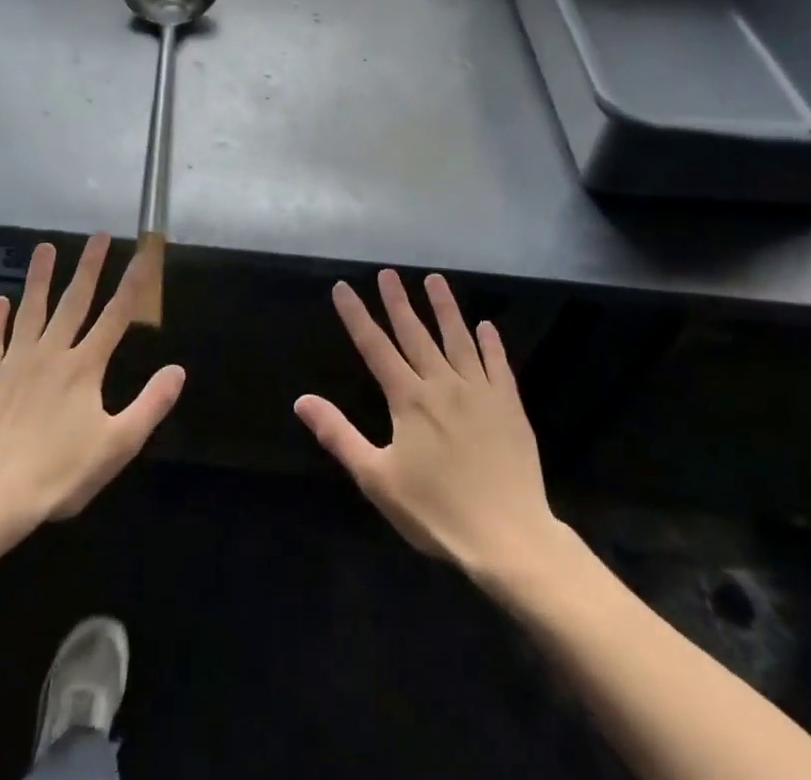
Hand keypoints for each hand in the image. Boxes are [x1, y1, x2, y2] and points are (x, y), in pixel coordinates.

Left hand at [0, 235, 183, 539]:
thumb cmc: (61, 473)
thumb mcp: (118, 445)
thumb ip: (150, 404)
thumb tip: (178, 369)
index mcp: (85, 367)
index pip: (116, 316)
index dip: (133, 283)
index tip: (143, 253)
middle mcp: (52, 353)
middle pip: (74, 302)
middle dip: (89, 267)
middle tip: (97, 235)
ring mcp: (16, 362)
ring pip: (31, 310)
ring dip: (39, 278)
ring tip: (44, 247)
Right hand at [295, 271, 555, 576]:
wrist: (508, 538)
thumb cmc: (436, 512)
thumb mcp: (376, 479)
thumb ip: (339, 435)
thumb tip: (302, 400)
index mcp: (409, 399)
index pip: (375, 347)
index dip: (356, 316)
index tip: (343, 287)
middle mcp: (442, 384)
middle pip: (415, 334)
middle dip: (398, 302)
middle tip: (388, 273)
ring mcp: (479, 392)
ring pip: (458, 339)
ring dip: (445, 308)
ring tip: (435, 279)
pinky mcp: (509, 406)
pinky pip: (498, 365)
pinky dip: (491, 344)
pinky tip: (486, 326)